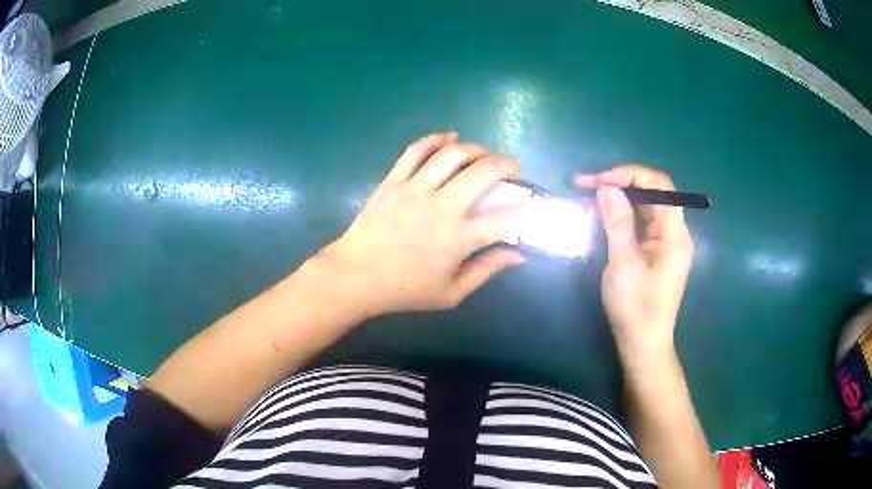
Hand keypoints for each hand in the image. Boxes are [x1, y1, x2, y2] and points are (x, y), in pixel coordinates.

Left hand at [313, 133, 525, 316]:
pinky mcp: (393, 181)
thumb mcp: (451, 294)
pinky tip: (450, 137)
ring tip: (485, 154)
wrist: (354, 277)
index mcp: (458, 239)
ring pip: (453, 155)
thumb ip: (486, 272)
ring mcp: (415, 190)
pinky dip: (436, 139)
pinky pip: (416, 151)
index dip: (527, 209)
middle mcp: (441, 207)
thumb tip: (519, 255)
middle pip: (483, 172)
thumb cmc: (404, 290)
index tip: (532, 205)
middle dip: (507, 165)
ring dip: (477, 149)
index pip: (506, 218)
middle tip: (512, 170)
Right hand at [575, 165, 693, 353]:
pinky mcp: (655, 253)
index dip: (631, 174)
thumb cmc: (636, 308)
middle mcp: (674, 233)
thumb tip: (606, 187)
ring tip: (587, 196)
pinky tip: (600, 216)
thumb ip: (618, 222)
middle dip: (620, 184)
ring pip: (644, 207)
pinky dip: (621, 215)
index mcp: (674, 234)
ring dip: (618, 198)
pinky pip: (640, 224)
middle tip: (585, 185)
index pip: (660, 186)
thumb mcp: (623, 264)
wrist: (643, 345)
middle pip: (652, 194)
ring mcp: (665, 244)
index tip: (600, 180)